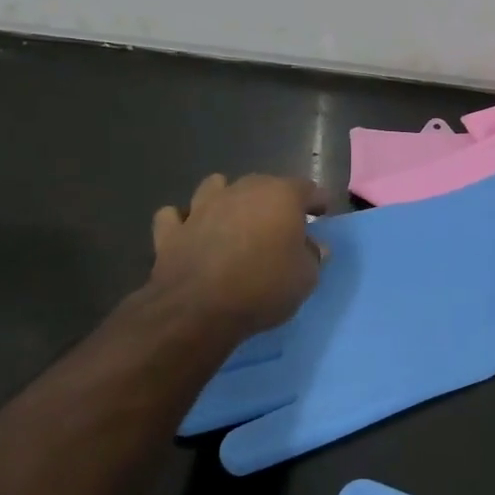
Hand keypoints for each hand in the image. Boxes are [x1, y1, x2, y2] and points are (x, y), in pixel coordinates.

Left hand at [150, 173, 326, 337]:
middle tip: (280, 223)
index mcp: (281, 196)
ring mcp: (202, 206)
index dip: (317, 201)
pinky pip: (175, 216)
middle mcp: (241, 190)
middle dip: (273, 199)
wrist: (198, 310)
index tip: (322, 213)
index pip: (308, 188)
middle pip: (262, 184)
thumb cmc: (263, 287)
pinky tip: (189, 232)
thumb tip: (314, 247)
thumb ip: (312, 256)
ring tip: (232, 218)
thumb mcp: (305, 278)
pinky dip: (182, 221)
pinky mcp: (171, 230)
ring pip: (215, 187)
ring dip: (225, 199)